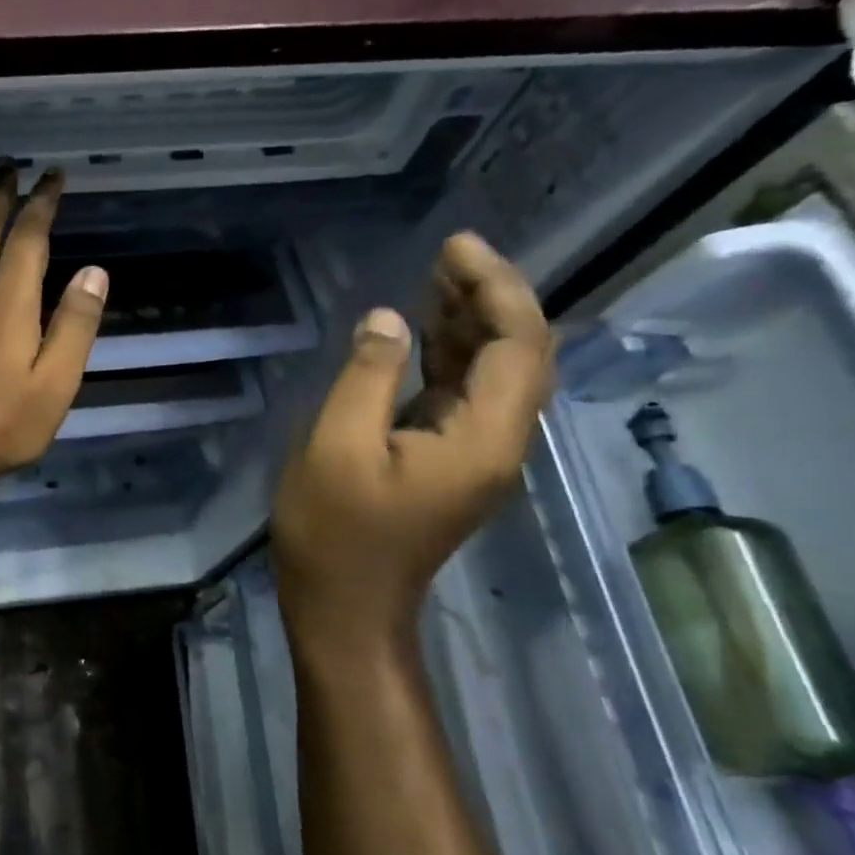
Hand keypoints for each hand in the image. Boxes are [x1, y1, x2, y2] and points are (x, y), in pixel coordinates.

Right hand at [272, 232, 554, 663]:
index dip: (495, 288)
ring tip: (435, 277)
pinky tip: (422, 332)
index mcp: (481, 439)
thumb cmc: (335, 531)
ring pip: (494, 372)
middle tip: (445, 254)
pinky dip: (451, 355)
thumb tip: (387, 319)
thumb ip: (366, 376)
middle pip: (518, 354)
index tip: (454, 247)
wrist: (345, 606)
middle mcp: (497, 442)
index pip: (516, 345)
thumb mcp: (337, 445)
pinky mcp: (450, 461)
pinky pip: (466, 394)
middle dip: (490, 297)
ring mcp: (476, 454)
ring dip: (472, 322)